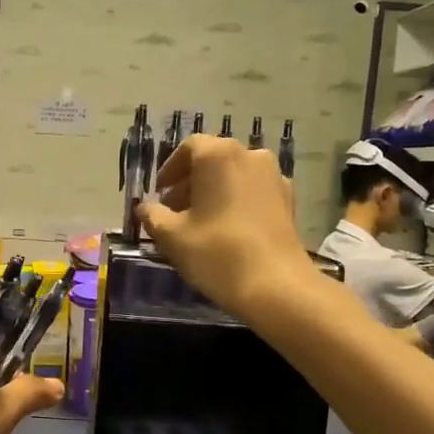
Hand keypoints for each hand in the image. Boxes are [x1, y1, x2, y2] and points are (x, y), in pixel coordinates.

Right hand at [139, 134, 314, 316]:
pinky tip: (227, 230)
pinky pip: (253, 192)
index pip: (188, 148)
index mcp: (219, 155)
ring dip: (213, 192)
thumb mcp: (172, 236)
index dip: (170, 169)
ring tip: (199, 223)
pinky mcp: (288, 200)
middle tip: (174, 212)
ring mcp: (274, 177)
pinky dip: (236, 202)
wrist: (276, 286)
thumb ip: (152, 216)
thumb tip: (145, 208)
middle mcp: (250, 156)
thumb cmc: (217, 253)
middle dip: (190, 183)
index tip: (159, 193)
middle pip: (213, 160)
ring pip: (234, 176)